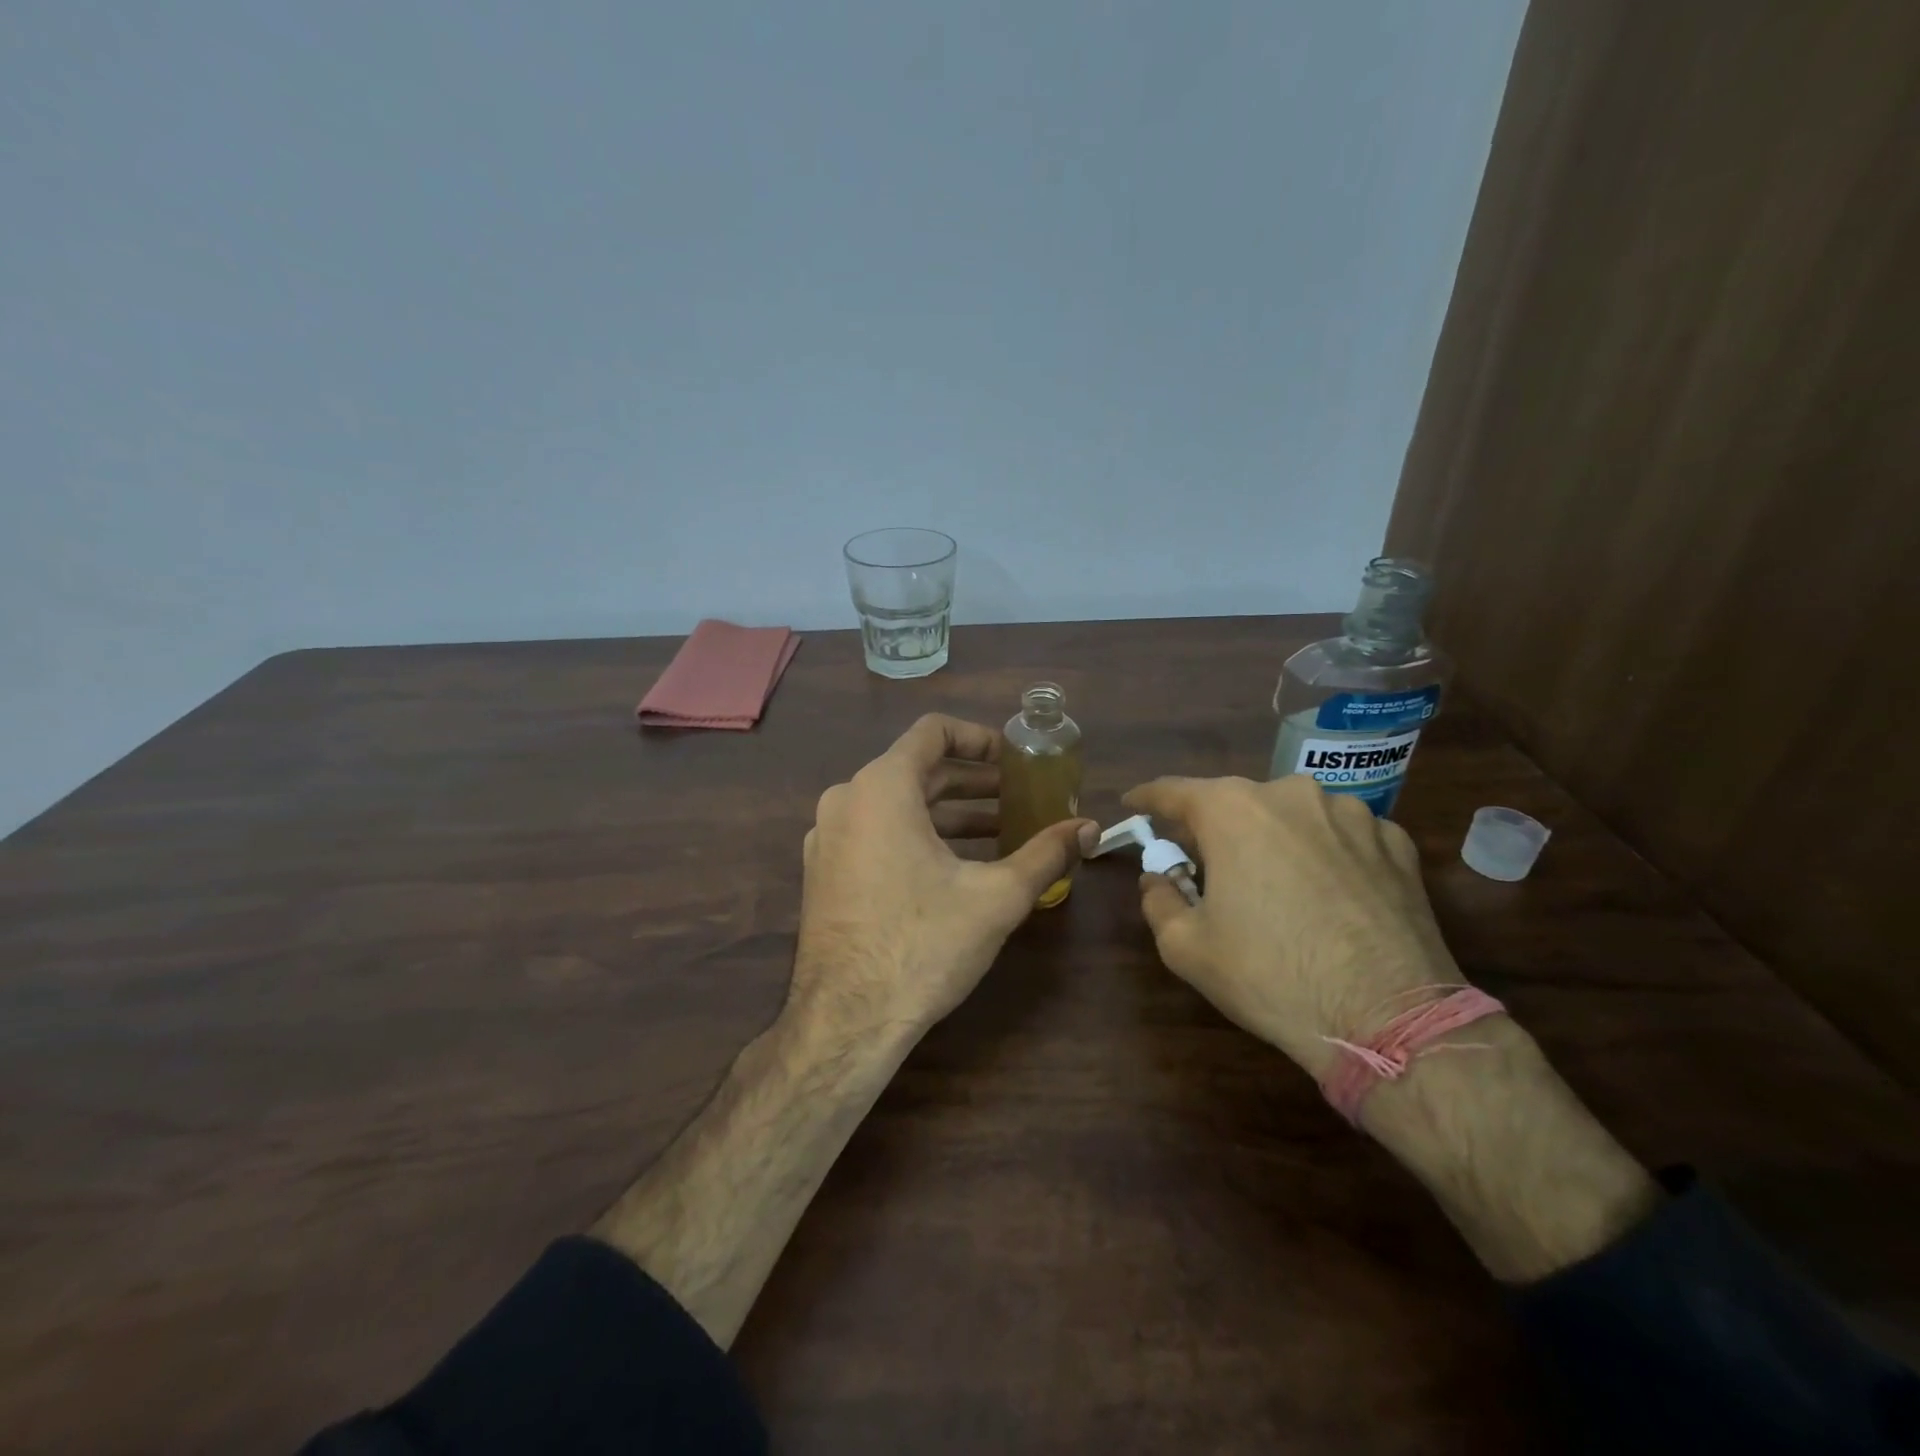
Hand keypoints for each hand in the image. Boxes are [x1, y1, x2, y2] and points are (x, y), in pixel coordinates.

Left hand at [793, 714, 1091, 1041]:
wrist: (845, 1019)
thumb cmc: (923, 944)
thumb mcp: (996, 896)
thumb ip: (1046, 854)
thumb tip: (1091, 829)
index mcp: (882, 787)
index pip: (933, 731)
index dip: (979, 738)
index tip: (1014, 759)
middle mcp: (847, 800)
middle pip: (918, 770)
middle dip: (973, 782)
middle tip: (1019, 798)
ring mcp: (828, 837)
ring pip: (896, 805)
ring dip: (949, 813)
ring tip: (999, 833)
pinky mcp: (824, 870)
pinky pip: (875, 833)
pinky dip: (917, 835)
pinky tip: (954, 867)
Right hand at [1121, 774, 1461, 1077]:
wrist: (1390, 1019)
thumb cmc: (1271, 977)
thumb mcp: (1186, 947)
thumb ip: (1158, 899)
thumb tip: (1159, 877)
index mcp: (1233, 811)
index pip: (1174, 790)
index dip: (1148, 798)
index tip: (1133, 804)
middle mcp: (1291, 795)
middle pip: (1236, 802)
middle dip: (1214, 828)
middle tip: (1205, 863)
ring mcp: (1351, 813)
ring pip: (1292, 816)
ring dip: (1273, 838)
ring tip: (1275, 885)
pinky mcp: (1395, 841)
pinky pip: (1341, 836)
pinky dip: (1324, 853)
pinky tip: (1328, 893)